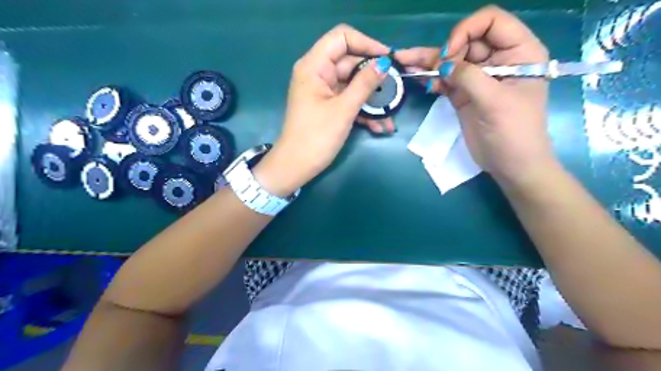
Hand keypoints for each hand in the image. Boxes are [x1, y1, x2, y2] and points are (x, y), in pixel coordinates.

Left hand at [255, 23, 393, 197]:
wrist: (297, 166)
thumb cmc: (316, 136)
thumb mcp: (344, 109)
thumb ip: (365, 84)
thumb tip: (384, 63)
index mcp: (314, 66)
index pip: (342, 38)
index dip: (366, 44)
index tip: (388, 59)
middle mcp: (318, 73)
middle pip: (351, 63)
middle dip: (375, 78)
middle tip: (397, 89)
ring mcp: (323, 91)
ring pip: (353, 85)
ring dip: (372, 100)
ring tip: (390, 116)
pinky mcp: (328, 106)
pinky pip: (349, 101)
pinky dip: (363, 111)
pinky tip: (380, 126)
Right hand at [397, 6, 556, 191]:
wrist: (510, 164)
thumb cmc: (514, 132)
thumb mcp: (495, 101)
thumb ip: (468, 77)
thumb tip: (442, 64)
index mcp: (519, 52)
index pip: (491, 22)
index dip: (467, 31)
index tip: (449, 54)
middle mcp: (498, 59)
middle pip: (466, 40)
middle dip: (445, 51)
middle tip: (431, 69)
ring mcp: (478, 77)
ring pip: (451, 60)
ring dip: (429, 61)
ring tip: (405, 61)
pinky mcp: (463, 93)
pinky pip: (445, 79)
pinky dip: (431, 77)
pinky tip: (416, 76)